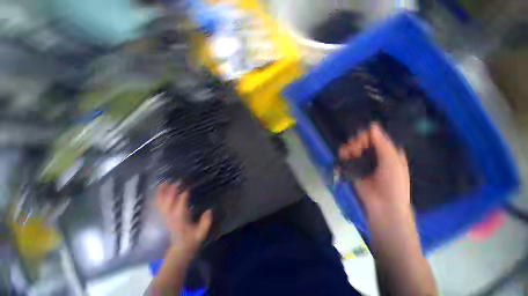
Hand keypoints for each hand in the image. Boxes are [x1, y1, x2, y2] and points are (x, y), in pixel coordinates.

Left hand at [155, 181, 212, 254]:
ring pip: (161, 203)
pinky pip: (158, 205)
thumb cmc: (192, 240)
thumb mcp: (202, 233)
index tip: (187, 188)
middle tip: (179, 181)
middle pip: (168, 202)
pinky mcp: (164, 216)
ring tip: (165, 182)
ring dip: (162, 192)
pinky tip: (160, 189)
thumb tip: (209, 210)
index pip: (180, 207)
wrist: (180, 249)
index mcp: (181, 220)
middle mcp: (171, 217)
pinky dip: (158, 196)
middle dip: (172, 191)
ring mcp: (166, 217)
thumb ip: (205, 222)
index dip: (183, 197)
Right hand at [340, 123, 410, 215]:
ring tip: (350, 154)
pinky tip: (344, 156)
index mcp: (386, 151)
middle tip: (357, 150)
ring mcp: (362, 161)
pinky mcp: (352, 167)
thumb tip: (372, 125)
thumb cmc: (394, 182)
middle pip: (361, 139)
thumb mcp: (392, 160)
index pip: (374, 135)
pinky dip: (343, 153)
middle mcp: (373, 154)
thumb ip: (382, 142)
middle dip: (357, 141)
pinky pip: (345, 156)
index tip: (364, 141)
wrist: (383, 204)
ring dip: (349, 147)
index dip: (367, 135)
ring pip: (351, 146)